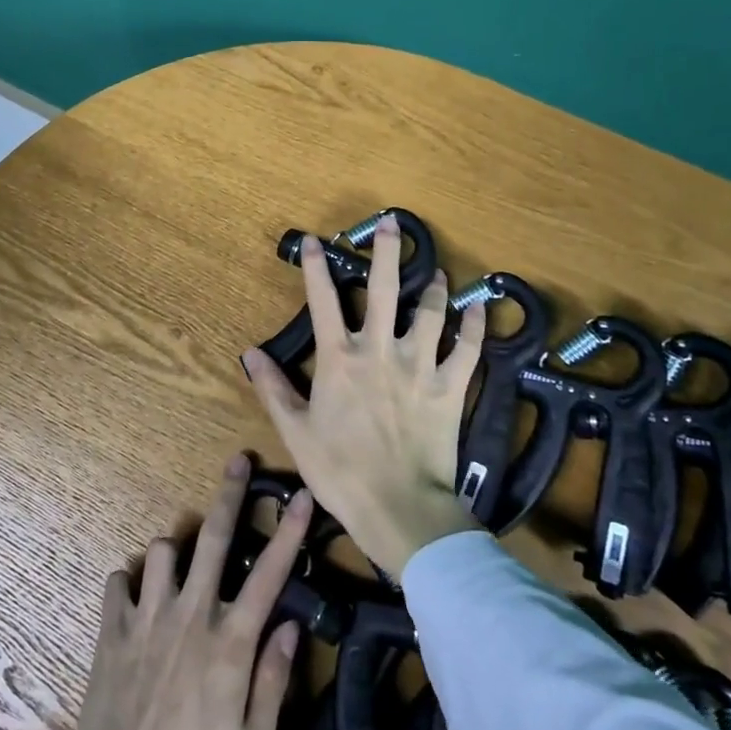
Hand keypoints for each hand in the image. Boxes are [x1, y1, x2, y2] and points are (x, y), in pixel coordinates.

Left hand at [69, 456, 310, 729]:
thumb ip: (274, 679)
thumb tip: (289, 623)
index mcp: (230, 643)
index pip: (270, 574)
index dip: (290, 531)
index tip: (302, 495)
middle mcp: (190, 615)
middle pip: (215, 538)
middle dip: (230, 494)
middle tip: (238, 462)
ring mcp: (146, 616)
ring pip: (163, 548)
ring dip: (176, 552)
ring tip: (179, 572)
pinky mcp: (110, 628)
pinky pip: (119, 578)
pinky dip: (130, 580)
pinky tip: (137, 599)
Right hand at [240, 213, 484, 576]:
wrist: (398, 507)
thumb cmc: (340, 470)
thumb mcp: (296, 431)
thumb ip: (273, 389)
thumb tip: (249, 354)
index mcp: (339, 359)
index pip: (322, 301)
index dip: (315, 268)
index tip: (313, 240)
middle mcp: (379, 350)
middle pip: (384, 290)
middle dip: (386, 252)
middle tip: (392, 222)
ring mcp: (419, 367)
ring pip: (430, 313)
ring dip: (434, 288)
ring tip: (439, 270)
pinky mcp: (449, 388)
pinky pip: (467, 351)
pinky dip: (475, 329)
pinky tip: (480, 310)